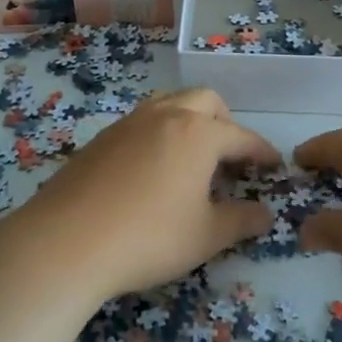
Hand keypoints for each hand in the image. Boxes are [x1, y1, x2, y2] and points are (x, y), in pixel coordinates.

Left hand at [0, 88, 277, 302]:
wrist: (66, 241)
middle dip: (225, 123)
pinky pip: (142, 122)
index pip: (241, 136)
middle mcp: (166, 116)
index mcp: (198, 133)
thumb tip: (265, 214)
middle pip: (205, 101)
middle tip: (230, 156)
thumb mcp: (206, 236)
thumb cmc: (149, 237)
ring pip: (169, 103)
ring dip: (190, 120)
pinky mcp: (101, 138)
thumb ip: (241, 221)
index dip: (262, 151)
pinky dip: (160, 133)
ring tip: (192, 155)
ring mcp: (129, 123)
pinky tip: (152, 169)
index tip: (275, 165)